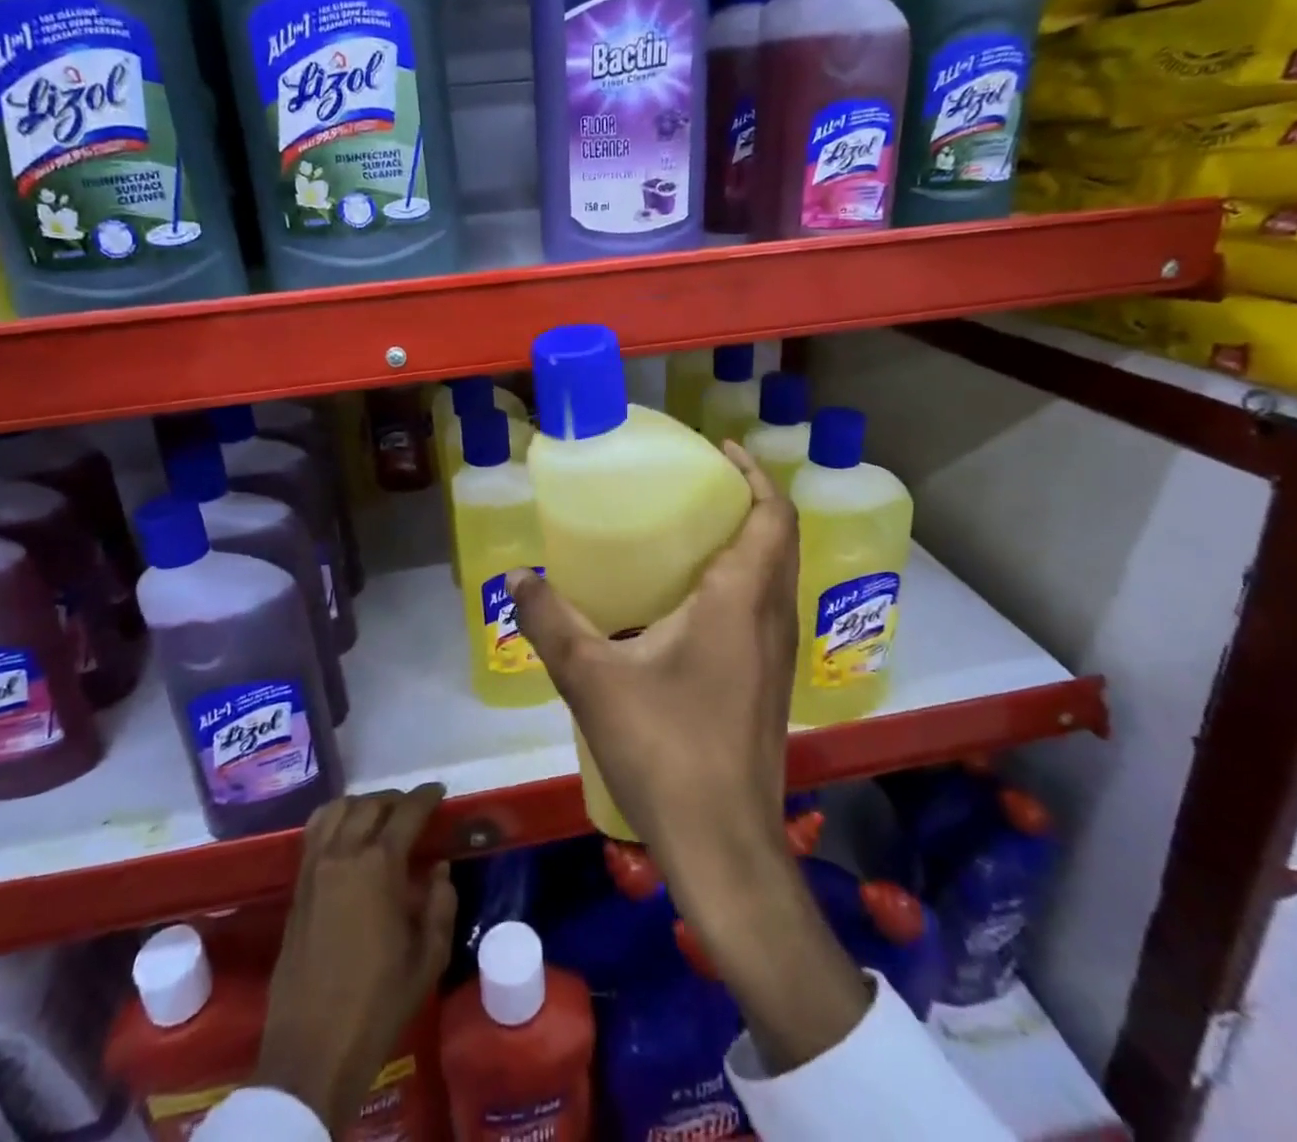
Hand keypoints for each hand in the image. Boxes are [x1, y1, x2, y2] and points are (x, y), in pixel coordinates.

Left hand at [254, 786, 457, 1132]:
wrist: (313, 1051)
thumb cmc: (379, 1004)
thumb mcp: (428, 959)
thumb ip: (441, 905)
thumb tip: (439, 870)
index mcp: (380, 866)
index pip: (407, 812)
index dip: (426, 797)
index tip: (440, 792)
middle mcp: (344, 854)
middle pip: (371, 804)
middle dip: (396, 801)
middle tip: (413, 812)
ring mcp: (315, 868)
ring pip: (338, 809)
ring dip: (363, 805)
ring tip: (379, 819)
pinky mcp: (297, 887)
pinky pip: (314, 832)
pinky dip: (334, 819)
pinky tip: (346, 835)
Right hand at [511, 445, 869, 1072]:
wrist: (723, 845)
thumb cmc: (664, 749)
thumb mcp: (592, 679)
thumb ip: (550, 622)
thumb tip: (516, 577)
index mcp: (741, 600)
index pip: (773, 516)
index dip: (755, 475)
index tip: (723, 450)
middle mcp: (771, 618)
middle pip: (780, 538)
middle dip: (749, 501)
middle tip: (698, 485)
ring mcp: (778, 655)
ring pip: (776, 576)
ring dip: (749, 541)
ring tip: (693, 531)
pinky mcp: (770, 684)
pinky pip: (765, 608)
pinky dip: (743, 581)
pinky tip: (691, 603)